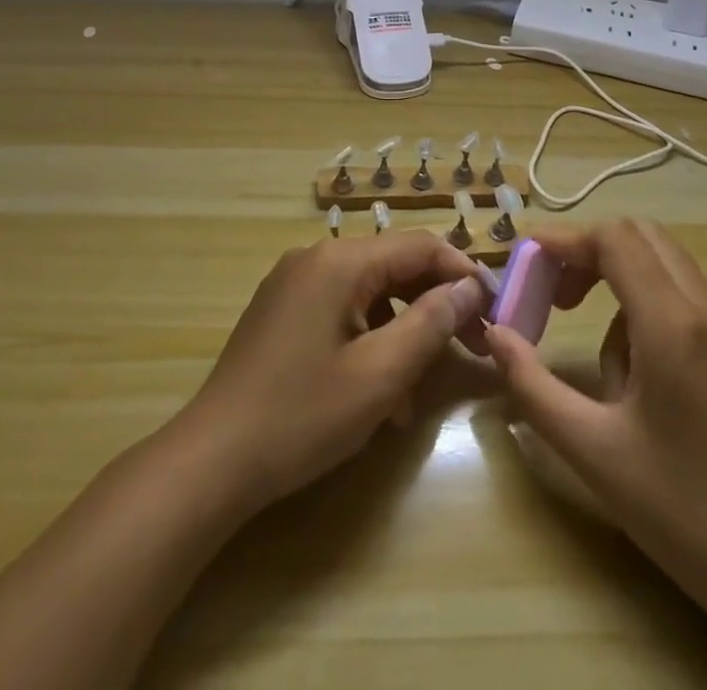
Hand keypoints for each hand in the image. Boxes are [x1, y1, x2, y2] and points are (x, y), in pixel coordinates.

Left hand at [175, 230, 488, 515]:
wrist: (213, 459)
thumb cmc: (302, 415)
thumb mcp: (380, 374)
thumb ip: (430, 323)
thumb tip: (468, 288)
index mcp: (339, 261)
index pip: (418, 246)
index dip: (461, 274)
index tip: (494, 311)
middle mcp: (315, 258)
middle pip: (392, 266)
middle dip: (433, 305)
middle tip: (471, 347)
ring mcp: (293, 284)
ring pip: (368, 293)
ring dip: (401, 331)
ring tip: (419, 388)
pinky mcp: (282, 312)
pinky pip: (340, 312)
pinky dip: (368, 341)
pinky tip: (379, 394)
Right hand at [487, 221, 706, 689]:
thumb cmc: (684, 515)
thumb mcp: (591, 452)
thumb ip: (531, 385)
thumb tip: (494, 335)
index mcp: (675, 326)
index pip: (615, 239)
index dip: (565, 239)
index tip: (528, 262)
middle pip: (643, 236)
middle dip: (590, 252)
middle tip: (557, 295)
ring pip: (668, 266)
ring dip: (622, 284)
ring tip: (606, 364)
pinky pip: (692, 301)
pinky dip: (653, 309)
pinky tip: (647, 379)